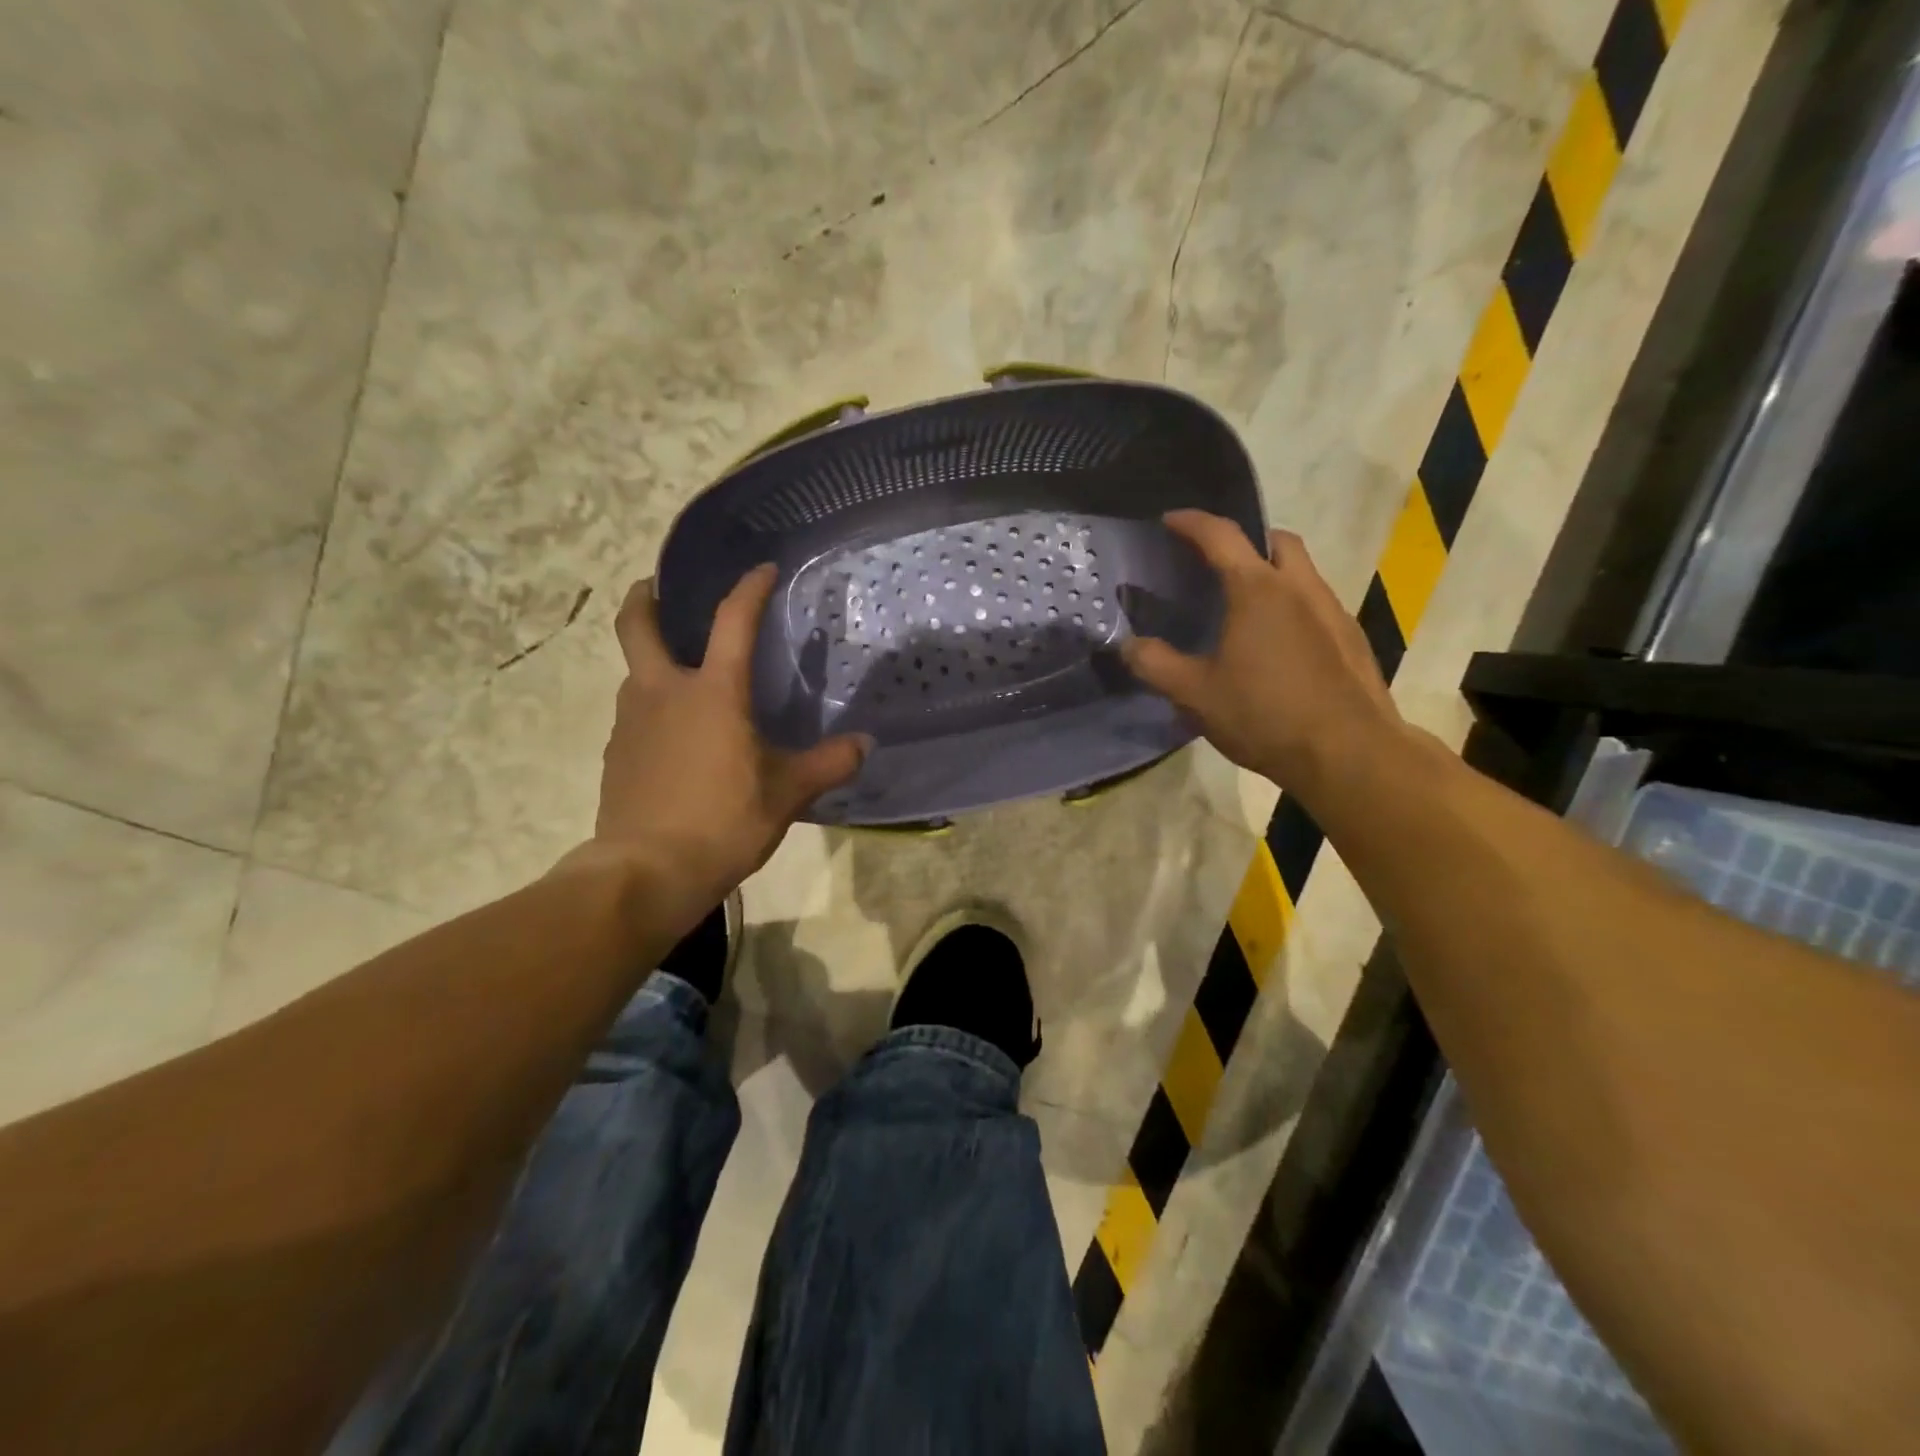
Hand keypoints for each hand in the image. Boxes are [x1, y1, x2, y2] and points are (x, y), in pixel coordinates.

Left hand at [583, 565, 870, 923]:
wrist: (645, 872)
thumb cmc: (723, 822)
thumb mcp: (787, 794)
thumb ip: (828, 764)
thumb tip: (865, 745)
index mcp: (712, 692)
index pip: (732, 621)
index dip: (749, 589)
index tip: (763, 570)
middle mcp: (663, 692)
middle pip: (638, 625)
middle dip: (647, 598)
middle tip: (660, 588)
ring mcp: (631, 722)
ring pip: (635, 672)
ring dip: (652, 659)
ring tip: (683, 676)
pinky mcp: (616, 754)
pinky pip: (634, 714)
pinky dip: (652, 707)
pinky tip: (674, 737)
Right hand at [1121, 511, 1405, 797]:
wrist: (1348, 753)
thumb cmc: (1264, 715)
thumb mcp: (1195, 694)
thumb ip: (1155, 665)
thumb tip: (1128, 645)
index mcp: (1257, 590)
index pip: (1221, 536)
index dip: (1191, 522)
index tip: (1170, 520)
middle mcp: (1300, 587)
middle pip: (1275, 540)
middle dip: (1245, 539)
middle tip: (1217, 563)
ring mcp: (1333, 610)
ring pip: (1301, 571)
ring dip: (1272, 572)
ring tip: (1244, 607)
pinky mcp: (1351, 638)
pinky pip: (1317, 603)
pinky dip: (1292, 604)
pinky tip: (1277, 644)